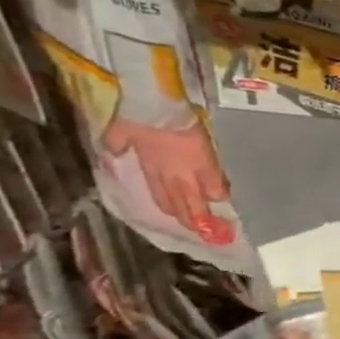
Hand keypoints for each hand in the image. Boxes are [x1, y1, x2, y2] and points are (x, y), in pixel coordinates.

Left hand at [101, 116, 235, 245]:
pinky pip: (215, 185)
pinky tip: (224, 200)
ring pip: (196, 200)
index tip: (181, 217)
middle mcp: (170, 174)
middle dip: (191, 219)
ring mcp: (189, 171)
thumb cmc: (139, 116)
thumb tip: (115, 149)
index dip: (172, 208)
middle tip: (203, 233)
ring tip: (215, 226)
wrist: (157, 106)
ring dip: (204, 212)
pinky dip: (219, 193)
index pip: (164, 194)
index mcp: (152, 166)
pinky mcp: (207, 163)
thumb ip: (119, 142)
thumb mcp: (120, 130)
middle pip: (181, 203)